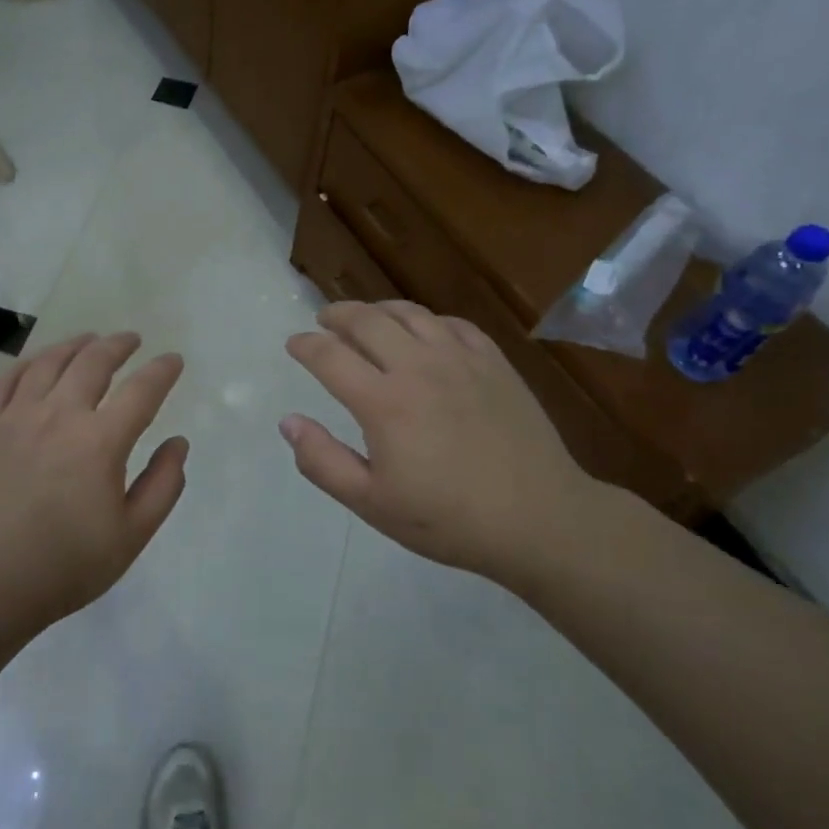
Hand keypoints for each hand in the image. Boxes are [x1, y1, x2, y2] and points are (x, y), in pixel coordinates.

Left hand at [0, 333, 187, 678]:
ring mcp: (15, 416)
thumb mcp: (131, 536)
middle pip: (94, 362)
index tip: (173, 360)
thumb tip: (178, 443)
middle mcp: (59, 415)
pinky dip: (28, 362)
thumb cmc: (65, 565)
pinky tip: (38, 362)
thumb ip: (163, 485)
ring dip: (76, 345)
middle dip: (119, 345)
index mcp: (100, 441)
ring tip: (89, 341)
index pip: (141, 390)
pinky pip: (7, 379)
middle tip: (131, 340)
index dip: (162, 370)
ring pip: (49, 362)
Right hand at [282, 301, 594, 582]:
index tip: (294, 344)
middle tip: (324, 319)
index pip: (330, 356)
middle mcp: (417, 367)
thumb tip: (288, 422)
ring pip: (410, 314)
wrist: (539, 518)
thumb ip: (322, 462)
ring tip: (366, 317)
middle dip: (337, 314)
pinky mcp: (493, 362)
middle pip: (367, 320)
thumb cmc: (448, 519)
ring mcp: (460, 359)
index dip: (305, 345)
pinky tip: (423, 332)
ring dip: (379, 310)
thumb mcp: (372, 503)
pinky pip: (452, 324)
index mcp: (383, 402)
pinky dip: (426, 321)